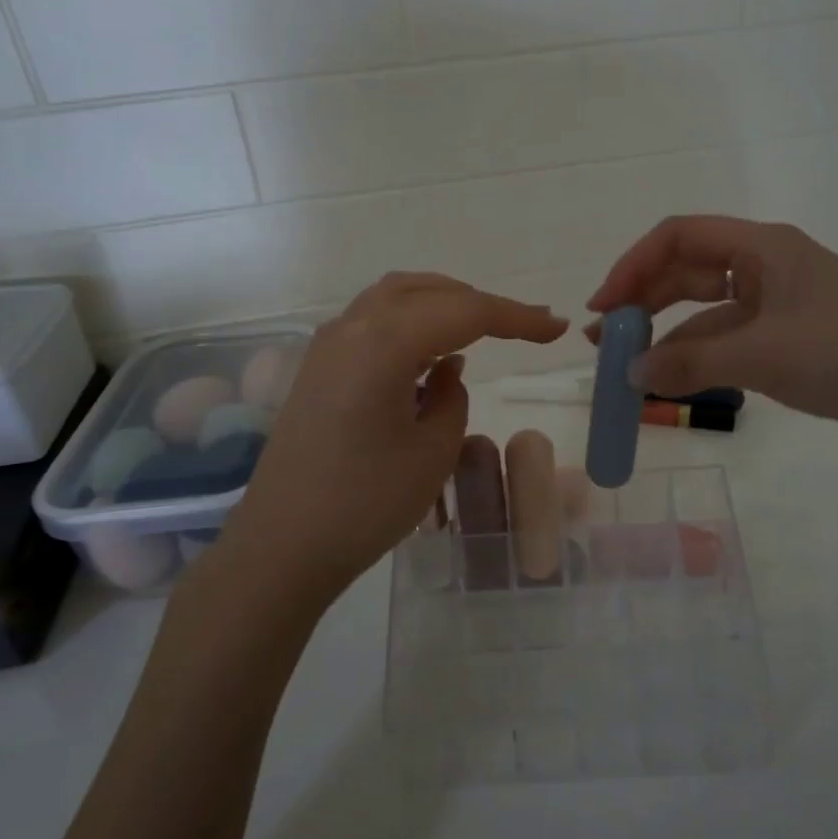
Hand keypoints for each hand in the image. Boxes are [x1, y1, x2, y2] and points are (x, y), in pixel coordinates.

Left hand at [212, 273, 567, 605]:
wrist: (282, 547)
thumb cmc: (365, 504)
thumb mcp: (432, 452)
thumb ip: (452, 397)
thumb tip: (447, 369)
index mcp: (384, 343)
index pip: (465, 312)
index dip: (516, 318)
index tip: (555, 329)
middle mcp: (351, 328)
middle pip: (427, 291)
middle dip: (480, 302)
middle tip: (525, 325)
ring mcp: (327, 346)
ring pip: (395, 298)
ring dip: (442, 304)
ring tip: (482, 329)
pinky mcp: (317, 368)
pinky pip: (371, 322)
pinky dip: (410, 323)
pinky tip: (430, 355)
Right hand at [587, 216, 837, 452]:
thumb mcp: (761, 356)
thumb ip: (689, 362)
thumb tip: (629, 373)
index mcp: (762, 247)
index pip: (678, 236)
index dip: (633, 266)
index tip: (604, 306)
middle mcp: (767, 264)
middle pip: (688, 270)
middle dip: (644, 301)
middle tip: (607, 339)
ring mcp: (780, 301)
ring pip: (707, 308)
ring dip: (668, 332)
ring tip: (631, 366)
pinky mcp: (791, 334)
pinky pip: (730, 335)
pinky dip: (700, 354)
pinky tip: (676, 378)